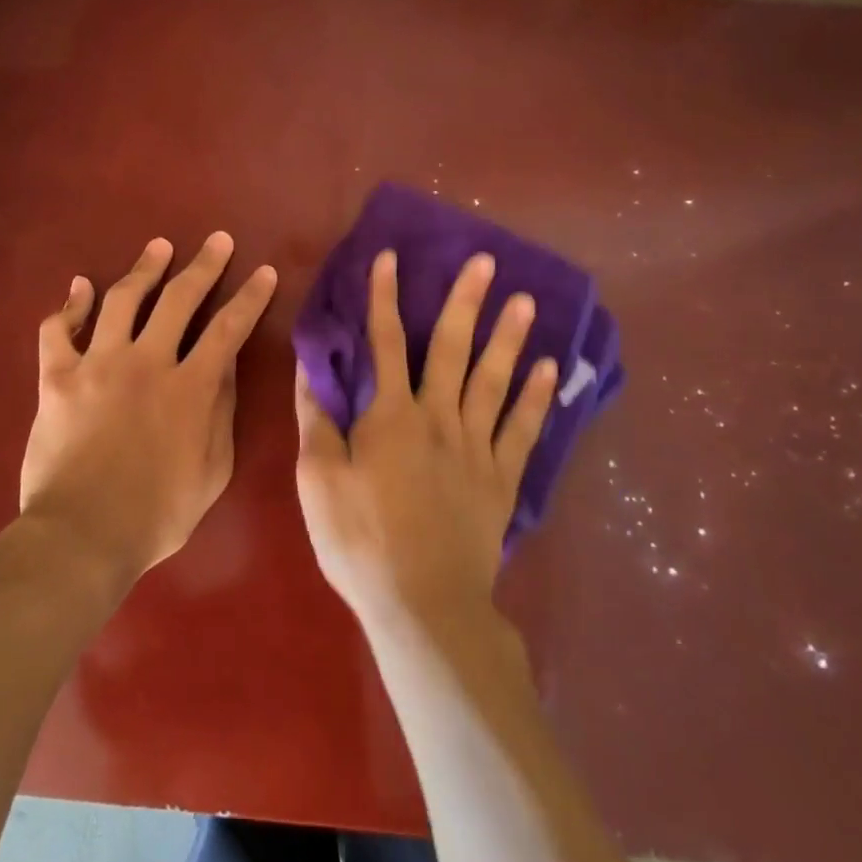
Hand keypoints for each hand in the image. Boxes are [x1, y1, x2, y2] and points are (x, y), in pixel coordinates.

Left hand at [20, 233, 277, 582]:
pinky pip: (58, 330)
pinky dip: (69, 305)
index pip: (229, 329)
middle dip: (204, 266)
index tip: (264, 272)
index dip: (250, 297)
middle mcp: (147, 362)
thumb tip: (225, 367)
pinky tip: (80, 287)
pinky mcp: (58, 377)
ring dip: (144, 268)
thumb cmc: (157, 513)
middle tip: (217, 241)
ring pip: (123, 299)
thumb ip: (221, 413)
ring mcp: (98, 364)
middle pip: (180, 299)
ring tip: (159, 247)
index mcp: (190, 387)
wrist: (82, 536)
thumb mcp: (212, 471)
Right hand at [295, 249, 558, 628]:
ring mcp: (476, 447)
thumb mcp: (318, 479)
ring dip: (509, 338)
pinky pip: (522, 430)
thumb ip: (316, 419)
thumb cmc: (360, 540)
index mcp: (390, 415)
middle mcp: (438, 418)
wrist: (423, 604)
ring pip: (494, 380)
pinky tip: (549, 371)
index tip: (390, 257)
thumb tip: (312, 368)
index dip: (384, 298)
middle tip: (484, 261)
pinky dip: (537, 399)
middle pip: (452, 349)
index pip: (384, 342)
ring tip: (525, 301)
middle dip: (464, 301)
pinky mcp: (501, 479)